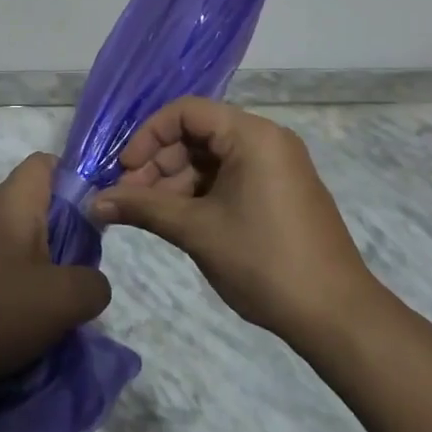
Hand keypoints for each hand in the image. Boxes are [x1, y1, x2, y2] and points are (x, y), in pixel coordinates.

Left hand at [0, 153, 110, 397]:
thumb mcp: (60, 301)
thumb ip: (93, 284)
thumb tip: (91, 282)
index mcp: (13, 201)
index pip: (47, 163)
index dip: (77, 180)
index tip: (97, 219)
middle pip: (37, 206)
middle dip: (66, 237)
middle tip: (81, 275)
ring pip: (18, 241)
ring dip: (41, 270)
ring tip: (54, 308)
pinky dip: (15, 289)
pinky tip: (19, 325)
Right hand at [94, 97, 381, 344]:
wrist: (338, 318)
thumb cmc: (264, 261)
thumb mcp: (197, 230)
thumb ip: (143, 208)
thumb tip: (94, 202)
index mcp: (252, 135)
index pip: (186, 112)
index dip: (148, 136)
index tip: (124, 170)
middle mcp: (266, 140)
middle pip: (197, 135)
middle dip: (158, 164)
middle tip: (128, 198)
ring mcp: (276, 167)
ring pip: (210, 159)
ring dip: (175, 182)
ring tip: (147, 214)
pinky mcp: (280, 193)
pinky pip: (229, 178)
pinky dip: (200, 194)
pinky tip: (177, 220)